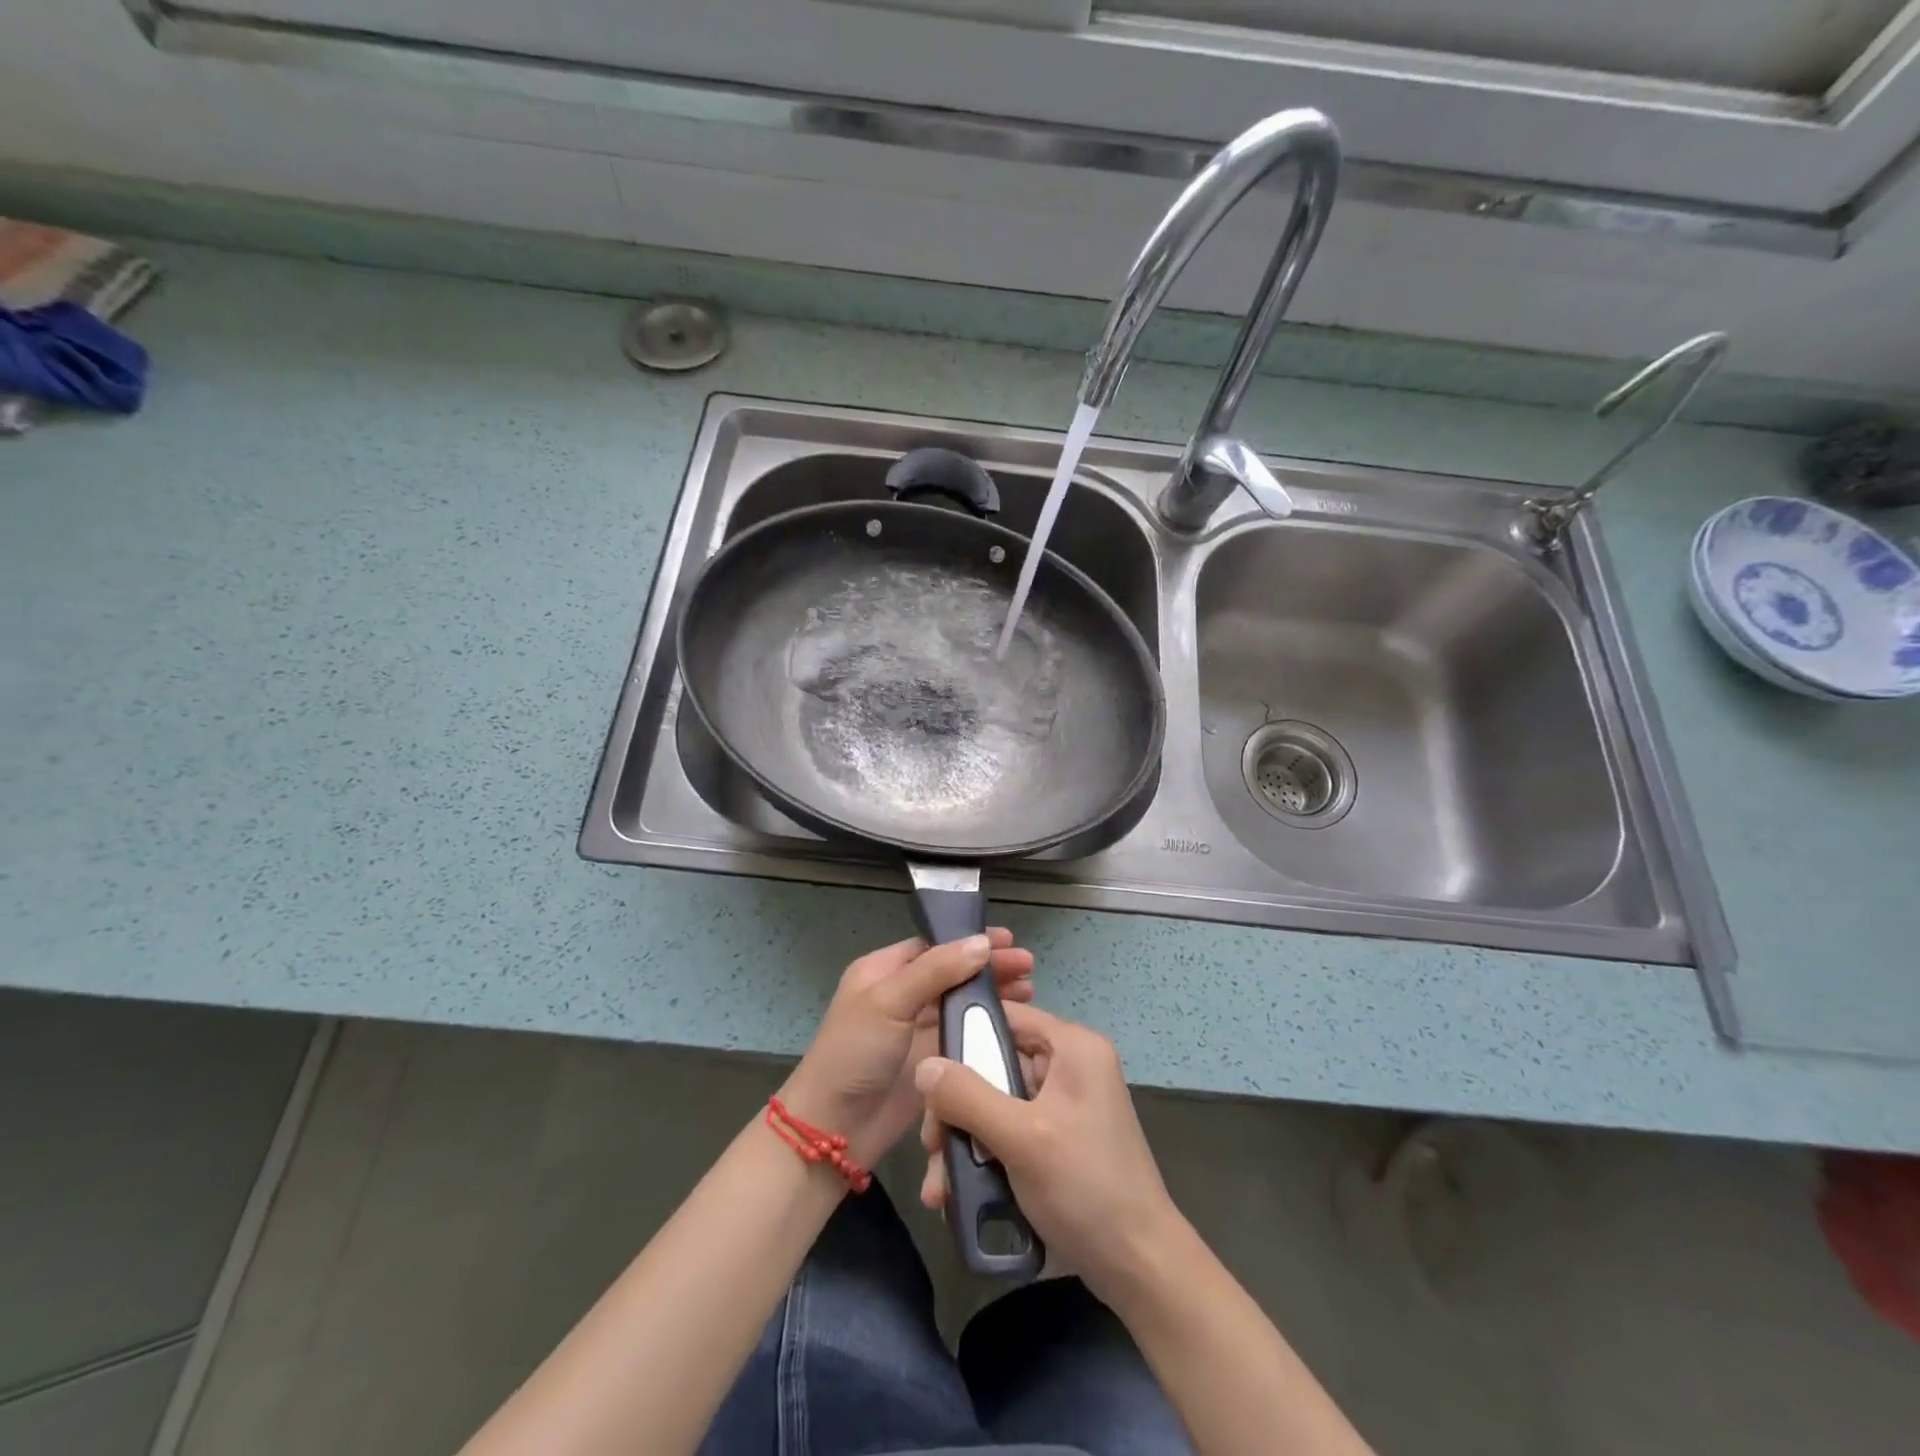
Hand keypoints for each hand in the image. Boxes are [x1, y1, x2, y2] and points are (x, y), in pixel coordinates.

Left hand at [779, 931, 1033, 1168]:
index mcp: (883, 971)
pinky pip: (964, 1035)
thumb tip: (982, 942)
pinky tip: (1015, 1024)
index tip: (1008, 940)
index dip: (970, 940)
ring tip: (1030, 990)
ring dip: (993, 995)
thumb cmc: (854, 1053)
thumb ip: (935, 970)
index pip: (934, 945)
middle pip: (953, 972)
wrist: (833, 1130)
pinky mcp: (931, 1062)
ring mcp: (917, 1030)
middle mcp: (902, 995)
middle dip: (989, 967)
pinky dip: (988, 1027)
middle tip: (1028, 965)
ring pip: (962, 1003)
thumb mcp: (889, 1001)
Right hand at [915, 1001, 1182, 1300]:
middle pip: (994, 1064)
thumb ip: (968, 1096)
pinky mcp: (1057, 1140)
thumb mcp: (1022, 1138)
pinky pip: (1008, 1132)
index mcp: (1073, 1047)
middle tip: (931, 1145)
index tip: (925, 1069)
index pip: (1006, 1016)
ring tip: (938, 1187)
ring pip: (995, 1104)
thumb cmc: (1085, 1188)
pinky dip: (982, 1158)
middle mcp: (1069, 1066)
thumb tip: (922, 1065)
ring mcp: (1063, 1106)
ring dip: (963, 1141)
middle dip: (956, 1107)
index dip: (962, 1034)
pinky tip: (956, 1196)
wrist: (1139, 1268)